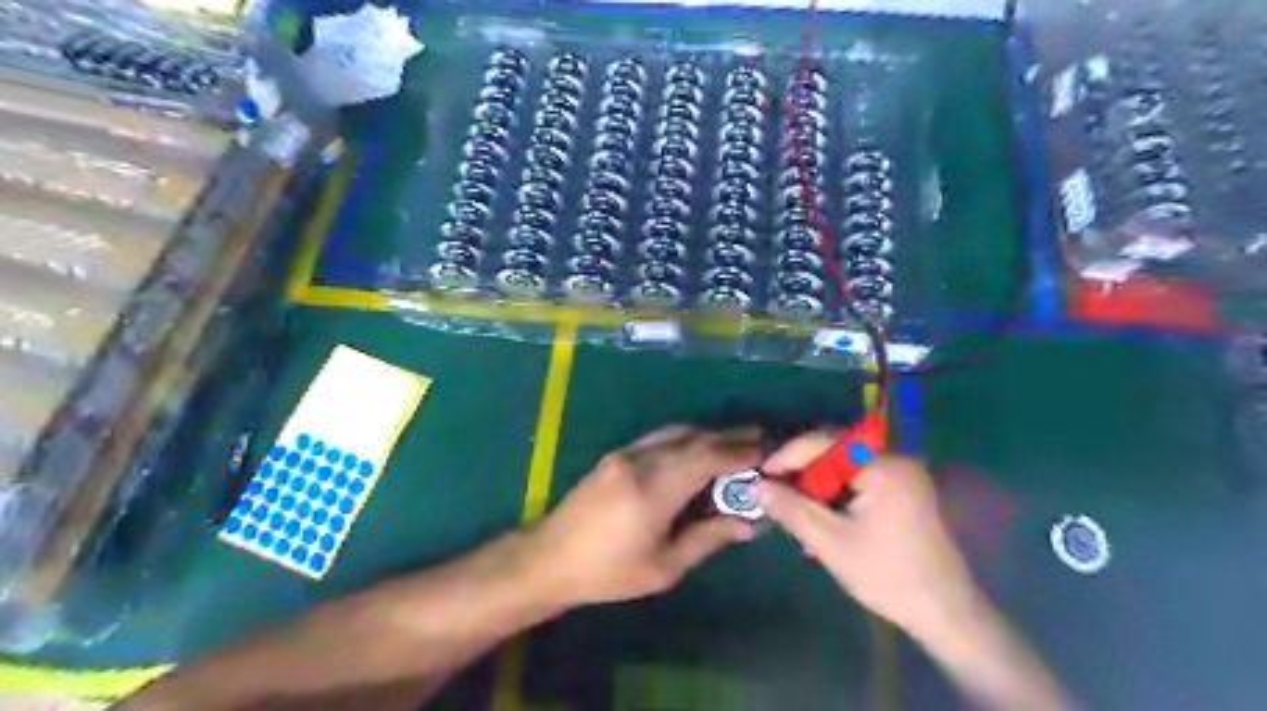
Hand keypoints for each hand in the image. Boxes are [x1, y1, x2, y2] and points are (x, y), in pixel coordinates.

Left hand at [529, 426, 760, 609]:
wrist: (550, 558)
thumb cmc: (609, 572)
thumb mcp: (664, 566)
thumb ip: (708, 538)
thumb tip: (749, 523)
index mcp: (655, 489)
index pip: (707, 457)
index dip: (739, 452)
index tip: (767, 453)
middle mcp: (642, 460)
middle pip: (694, 438)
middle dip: (728, 437)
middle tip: (758, 440)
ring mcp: (626, 453)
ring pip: (676, 432)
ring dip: (707, 434)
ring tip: (734, 443)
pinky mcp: (616, 455)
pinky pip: (659, 438)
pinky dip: (685, 439)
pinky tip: (696, 451)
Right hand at [751, 436, 976, 635]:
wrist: (946, 614)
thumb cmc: (887, 576)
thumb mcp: (830, 542)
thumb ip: (791, 509)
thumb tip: (756, 486)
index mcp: (882, 465)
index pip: (823, 443)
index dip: (787, 456)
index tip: (760, 477)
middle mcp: (895, 460)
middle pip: (834, 452)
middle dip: (802, 473)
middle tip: (775, 495)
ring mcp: (902, 476)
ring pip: (844, 468)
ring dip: (817, 487)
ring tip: (794, 510)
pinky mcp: (903, 492)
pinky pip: (859, 482)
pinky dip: (836, 495)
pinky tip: (821, 520)